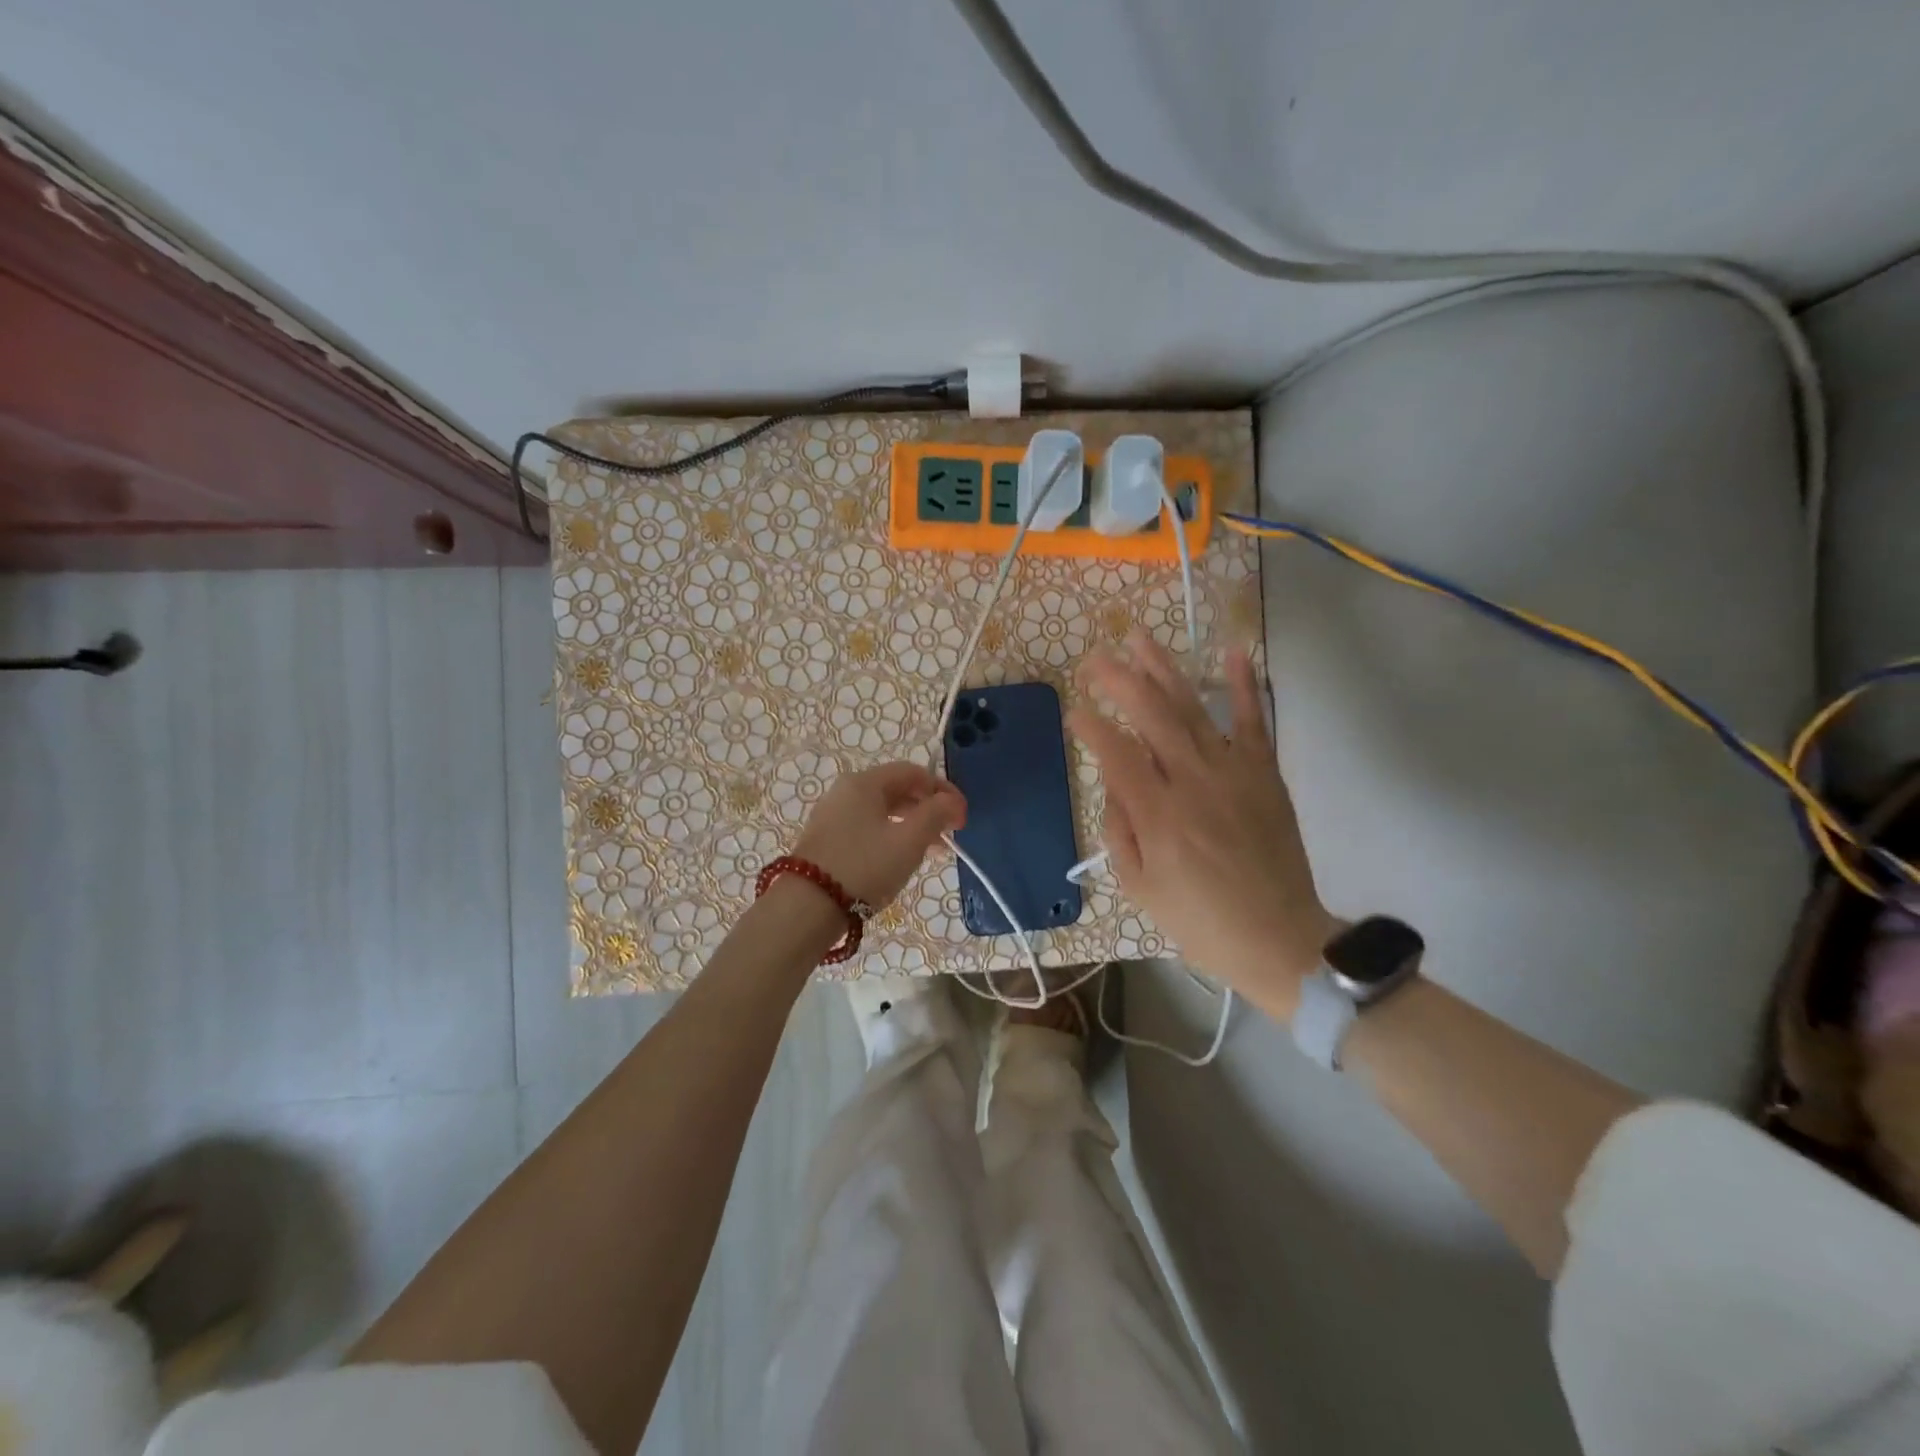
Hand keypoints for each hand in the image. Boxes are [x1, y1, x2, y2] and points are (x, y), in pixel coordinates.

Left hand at [793, 762, 966, 908]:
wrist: (807, 907)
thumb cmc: (865, 867)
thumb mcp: (909, 841)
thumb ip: (936, 815)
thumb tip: (951, 801)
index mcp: (865, 782)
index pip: (913, 772)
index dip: (943, 790)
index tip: (962, 817)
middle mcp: (845, 791)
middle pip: (897, 790)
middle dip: (928, 810)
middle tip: (950, 835)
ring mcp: (833, 815)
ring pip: (882, 811)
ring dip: (912, 826)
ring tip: (932, 852)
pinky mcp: (826, 839)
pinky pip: (867, 828)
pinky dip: (891, 837)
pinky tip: (901, 859)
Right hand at [1069, 634, 1334, 1020]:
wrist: (1279, 938)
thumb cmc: (1201, 921)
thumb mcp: (1140, 889)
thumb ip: (1120, 832)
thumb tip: (1114, 787)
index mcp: (1158, 815)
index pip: (1116, 754)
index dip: (1091, 727)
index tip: (1074, 711)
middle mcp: (1193, 782)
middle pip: (1151, 716)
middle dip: (1119, 681)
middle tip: (1094, 659)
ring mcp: (1233, 772)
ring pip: (1193, 709)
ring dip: (1164, 670)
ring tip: (1139, 638)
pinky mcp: (1264, 774)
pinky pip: (1254, 722)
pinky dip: (1244, 686)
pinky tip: (1232, 652)